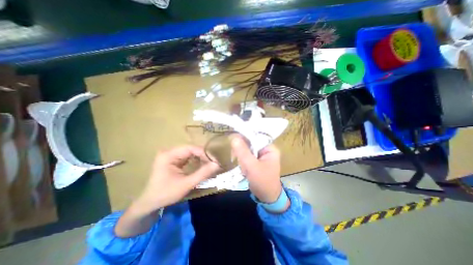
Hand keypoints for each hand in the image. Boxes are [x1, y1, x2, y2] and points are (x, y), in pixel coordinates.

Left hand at [135, 146, 219, 211]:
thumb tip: (217, 164)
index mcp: (169, 155)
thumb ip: (202, 173)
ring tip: (209, 164)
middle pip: (191, 149)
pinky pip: (187, 156)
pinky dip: (196, 160)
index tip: (215, 161)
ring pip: (190, 152)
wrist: (150, 203)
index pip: (191, 148)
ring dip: (200, 158)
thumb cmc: (166, 194)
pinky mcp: (173, 159)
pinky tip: (202, 165)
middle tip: (213, 163)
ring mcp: (170, 155)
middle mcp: (169, 152)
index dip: (204, 153)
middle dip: (203, 156)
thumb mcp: (186, 184)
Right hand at [232, 135, 282, 202]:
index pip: (256, 137)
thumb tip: (234, 137)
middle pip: (251, 142)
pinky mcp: (256, 160)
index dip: (244, 137)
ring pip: (247, 148)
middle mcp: (266, 149)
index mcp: (270, 148)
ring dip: (241, 155)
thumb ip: (243, 152)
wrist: (267, 197)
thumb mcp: (252, 167)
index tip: (234, 141)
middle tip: (235, 157)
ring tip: (241, 165)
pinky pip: (247, 154)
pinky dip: (242, 159)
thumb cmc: (262, 182)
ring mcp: (261, 155)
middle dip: (242, 149)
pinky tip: (242, 166)